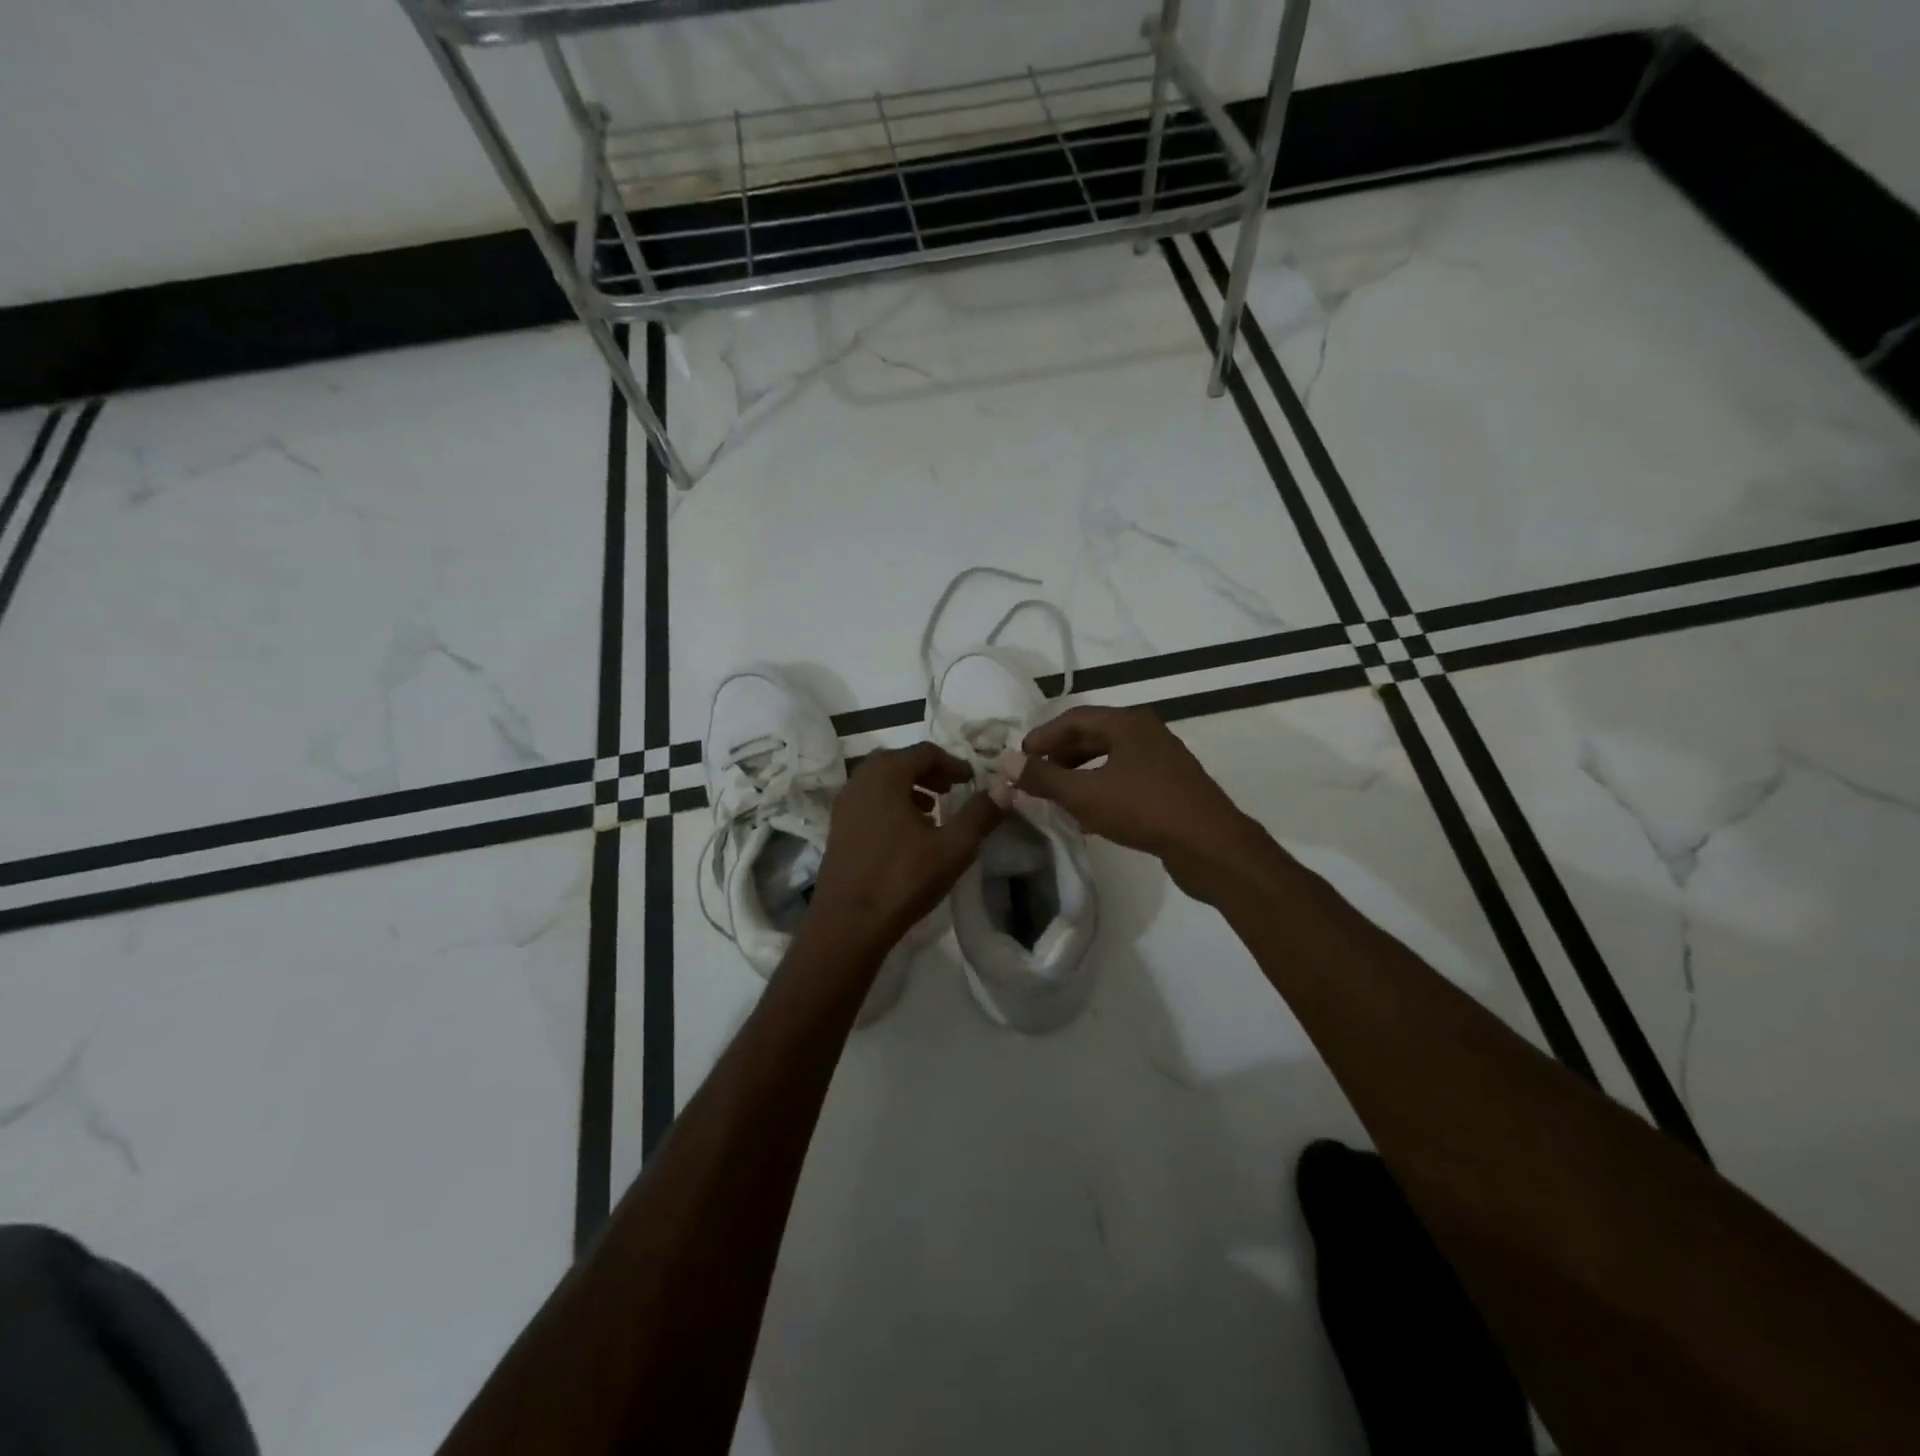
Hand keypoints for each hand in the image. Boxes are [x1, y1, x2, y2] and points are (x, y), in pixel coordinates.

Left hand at [809, 743, 1001, 955]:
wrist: (848, 924)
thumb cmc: (903, 879)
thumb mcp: (953, 847)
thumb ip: (980, 814)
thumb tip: (1004, 790)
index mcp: (885, 777)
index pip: (923, 752)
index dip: (952, 762)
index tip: (971, 780)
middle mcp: (859, 782)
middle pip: (897, 761)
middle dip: (927, 771)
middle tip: (951, 789)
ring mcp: (844, 806)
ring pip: (880, 782)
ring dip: (908, 787)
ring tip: (932, 810)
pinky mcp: (837, 829)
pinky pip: (868, 801)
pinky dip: (890, 804)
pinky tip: (908, 833)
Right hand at [1018, 706, 1274, 902]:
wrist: (1210, 846)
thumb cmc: (1144, 809)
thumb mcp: (1085, 793)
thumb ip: (1043, 778)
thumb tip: (1005, 762)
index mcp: (1128, 723)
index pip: (1074, 718)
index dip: (1042, 736)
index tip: (1019, 758)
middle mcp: (1146, 733)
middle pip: (1092, 737)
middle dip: (1059, 757)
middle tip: (1034, 776)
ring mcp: (1161, 760)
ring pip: (1109, 760)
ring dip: (1078, 776)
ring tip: (1055, 797)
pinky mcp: (1170, 787)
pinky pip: (1125, 780)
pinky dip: (1100, 790)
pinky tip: (1086, 817)